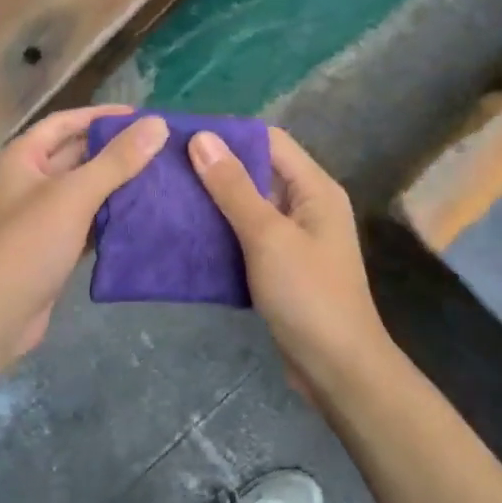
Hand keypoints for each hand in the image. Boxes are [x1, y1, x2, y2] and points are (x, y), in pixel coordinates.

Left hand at [0, 105, 169, 363]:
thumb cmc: (29, 244)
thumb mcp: (75, 195)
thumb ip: (117, 160)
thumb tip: (157, 125)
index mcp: (23, 157)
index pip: (66, 122)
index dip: (102, 116)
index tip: (143, 117)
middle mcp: (28, 180)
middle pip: (77, 154)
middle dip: (115, 151)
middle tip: (160, 149)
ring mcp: (39, 216)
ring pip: (84, 190)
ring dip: (116, 184)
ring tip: (160, 178)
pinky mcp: (52, 247)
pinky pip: (86, 221)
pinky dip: (110, 216)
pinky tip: (142, 216)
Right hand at [190, 126, 400, 392]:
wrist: (337, 369)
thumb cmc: (307, 295)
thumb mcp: (267, 236)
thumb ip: (233, 187)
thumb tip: (202, 137)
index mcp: (314, 189)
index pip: (269, 141)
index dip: (228, 134)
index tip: (181, 135)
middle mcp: (307, 205)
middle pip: (257, 172)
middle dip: (214, 168)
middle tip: (164, 167)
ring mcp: (295, 238)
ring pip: (249, 206)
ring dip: (214, 201)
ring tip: (167, 195)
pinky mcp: (281, 266)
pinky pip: (247, 236)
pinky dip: (221, 232)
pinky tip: (186, 234)